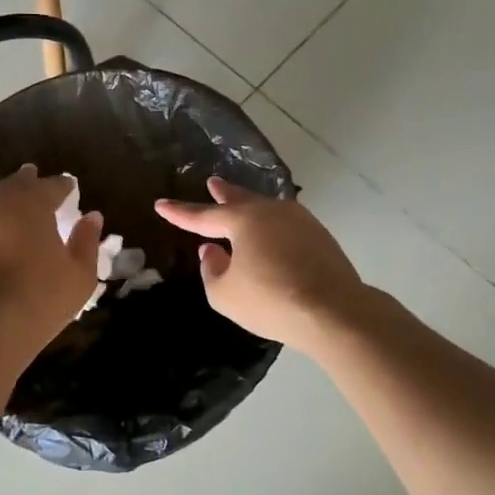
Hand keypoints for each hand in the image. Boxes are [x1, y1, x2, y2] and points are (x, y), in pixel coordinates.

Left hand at [0, 165, 102, 344]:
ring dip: (1, 207)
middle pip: (13, 186)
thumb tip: (92, 217)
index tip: (70, 187)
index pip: (51, 186)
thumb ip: (86, 241)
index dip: (62, 185)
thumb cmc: (41, 299)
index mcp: (31, 206)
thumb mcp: (80, 275)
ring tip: (10, 214)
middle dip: (26, 181)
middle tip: (33, 177)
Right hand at [155, 177, 364, 345]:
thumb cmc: (270, 300)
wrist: (334, 311)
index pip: (202, 216)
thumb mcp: (225, 294)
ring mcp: (300, 222)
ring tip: (241, 207)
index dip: (179, 212)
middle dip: (223, 193)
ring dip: (250, 208)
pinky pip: (286, 225)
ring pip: (267, 210)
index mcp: (243, 221)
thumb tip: (213, 251)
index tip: (160, 204)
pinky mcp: (320, 237)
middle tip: (212, 182)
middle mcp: (271, 212)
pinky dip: (272, 227)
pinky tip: (272, 234)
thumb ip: (212, 270)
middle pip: (240, 200)